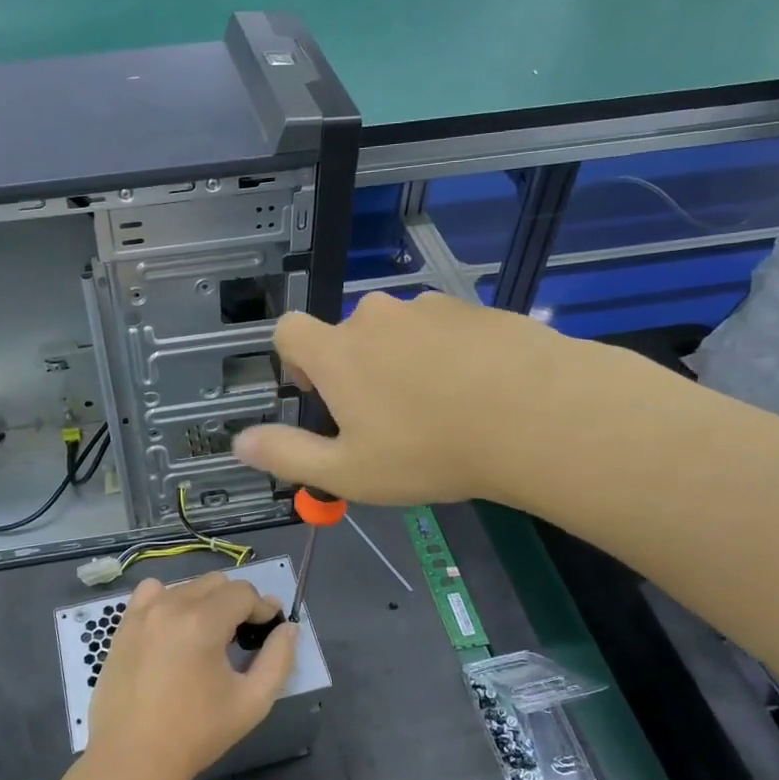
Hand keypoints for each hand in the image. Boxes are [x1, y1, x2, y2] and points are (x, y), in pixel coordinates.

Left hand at [87, 573, 297, 779]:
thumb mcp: (252, 702)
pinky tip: (173, 628)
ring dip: (205, 602)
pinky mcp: (124, 625)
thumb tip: (289, 628)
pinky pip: (152, 593)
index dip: (262, 608)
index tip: (268, 630)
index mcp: (202, 622)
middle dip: (236, 603)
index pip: (243, 593)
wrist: (134, 759)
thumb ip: (279, 659)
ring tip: (208, 637)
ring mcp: (143, 613)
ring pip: (186, 587)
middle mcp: (171, 606)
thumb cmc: (197, 733)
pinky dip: (169, 600)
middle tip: (241, 636)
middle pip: (215, 583)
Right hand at [232, 290, 624, 505]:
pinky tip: (478, 393)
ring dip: (403, 362)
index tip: (323, 395)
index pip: (289, 330)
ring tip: (441, 410)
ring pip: (399, 333)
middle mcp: (376, 317)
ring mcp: (429, 308)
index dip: (295, 361)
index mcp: (338, 351)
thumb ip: (287, 455)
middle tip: (389, 420)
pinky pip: (444, 330)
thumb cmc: (429, 451)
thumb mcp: (349, 471)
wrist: (538, 417)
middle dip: (357, 370)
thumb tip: (240, 443)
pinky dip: (447, 355)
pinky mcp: (475, 308)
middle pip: (348, 335)